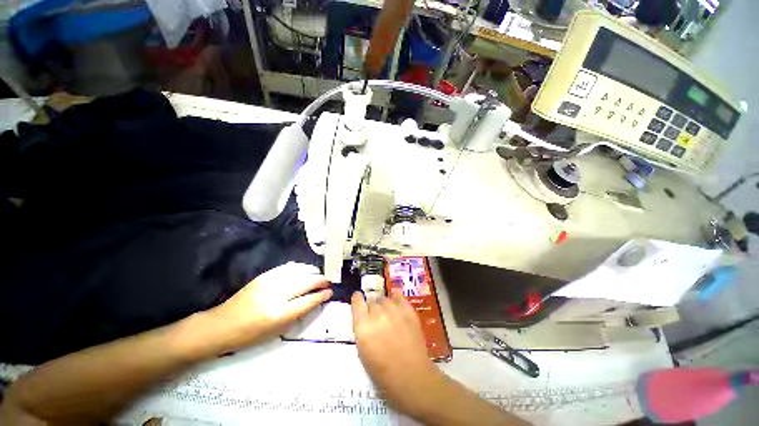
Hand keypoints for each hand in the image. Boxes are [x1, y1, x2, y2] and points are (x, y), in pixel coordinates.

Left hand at [208, 262, 331, 351]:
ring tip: (318, 275)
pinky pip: (288, 268)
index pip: (308, 300)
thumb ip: (298, 314)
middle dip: (320, 281)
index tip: (330, 292)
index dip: (321, 295)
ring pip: (299, 272)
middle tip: (328, 282)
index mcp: (280, 313)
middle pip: (306, 282)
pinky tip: (304, 270)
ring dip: (312, 272)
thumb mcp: (277, 331)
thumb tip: (314, 301)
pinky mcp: (264, 276)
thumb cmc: (250, 335)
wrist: (222, 325)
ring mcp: (270, 282)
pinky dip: (299, 268)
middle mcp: (277, 294)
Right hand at [351, 291, 442, 415]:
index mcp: (363, 326)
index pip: (357, 302)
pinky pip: (399, 297)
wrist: (411, 377)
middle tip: (376, 318)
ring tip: (387, 314)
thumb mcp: (363, 352)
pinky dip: (396, 300)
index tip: (358, 298)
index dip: (357, 299)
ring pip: (385, 298)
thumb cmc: (382, 372)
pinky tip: (396, 306)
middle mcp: (378, 314)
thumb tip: (364, 318)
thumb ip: (362, 330)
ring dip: (383, 305)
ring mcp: (395, 311)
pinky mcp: (409, 311)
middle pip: (372, 301)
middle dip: (372, 308)